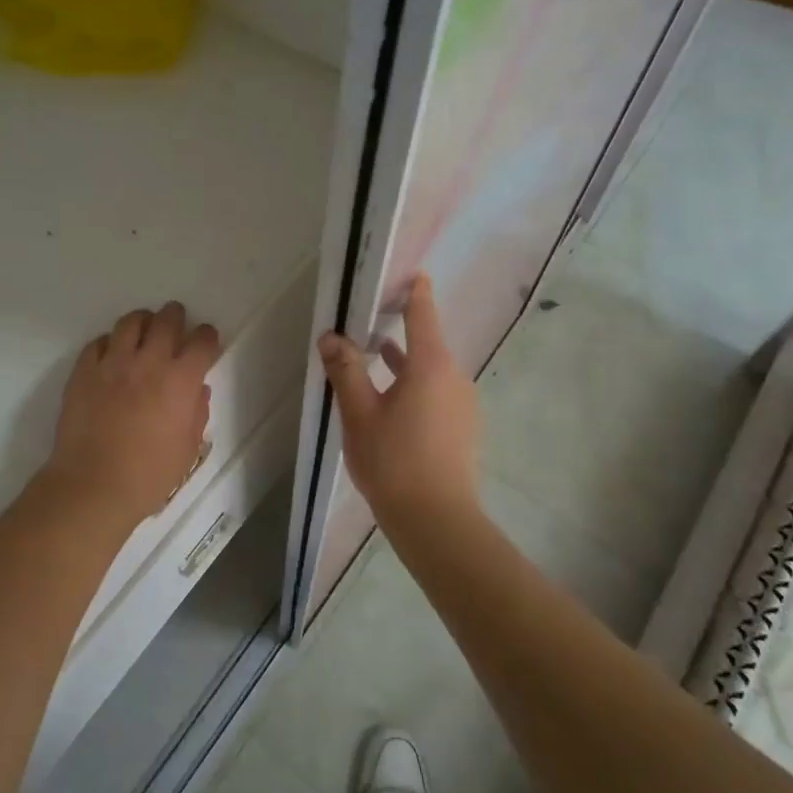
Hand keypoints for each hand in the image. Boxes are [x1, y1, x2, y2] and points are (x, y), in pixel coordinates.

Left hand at [43, 301, 221, 530]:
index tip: (206, 340)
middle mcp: (149, 362)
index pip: (201, 342)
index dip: (207, 337)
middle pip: (166, 321)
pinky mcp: (83, 371)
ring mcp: (112, 363)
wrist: (94, 484)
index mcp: (180, 380)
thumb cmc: (149, 475)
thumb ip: (196, 413)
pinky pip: (98, 343)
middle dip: (175, 317)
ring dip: (142, 322)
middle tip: (175, 322)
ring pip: (130, 323)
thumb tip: (196, 390)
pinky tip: (111, 354)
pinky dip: (109, 343)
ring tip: (143, 329)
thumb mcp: (187, 449)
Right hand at [318, 274, 480, 523]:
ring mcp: (462, 403)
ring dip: (403, 360)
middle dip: (399, 328)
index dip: (414, 290)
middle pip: (427, 341)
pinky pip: (436, 391)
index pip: (423, 313)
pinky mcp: (462, 426)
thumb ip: (345, 370)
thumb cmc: (394, 460)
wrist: (437, 520)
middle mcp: (454, 377)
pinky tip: (391, 399)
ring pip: (430, 369)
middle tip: (369, 316)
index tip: (405, 271)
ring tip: (374, 353)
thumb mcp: (359, 413)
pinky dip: (414, 384)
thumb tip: (331, 336)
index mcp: (431, 365)